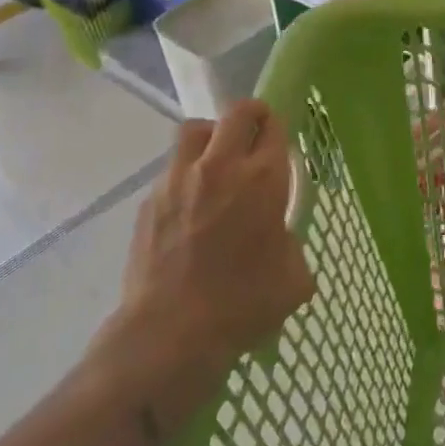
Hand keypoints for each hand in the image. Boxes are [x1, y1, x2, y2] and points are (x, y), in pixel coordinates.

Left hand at [103, 101, 313, 395]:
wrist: (170, 333)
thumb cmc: (243, 305)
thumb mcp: (293, 278)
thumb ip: (291, 243)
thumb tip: (279, 238)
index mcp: (263, 178)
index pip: (274, 126)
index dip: (278, 128)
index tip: (279, 142)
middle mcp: (221, 166)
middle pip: (236, 112)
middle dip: (250, 116)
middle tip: (254, 136)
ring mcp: (179, 179)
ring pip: (196, 130)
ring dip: (211, 136)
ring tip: (216, 163)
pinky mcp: (150, 200)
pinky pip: (171, 169)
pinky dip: (185, 176)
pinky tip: (189, 208)